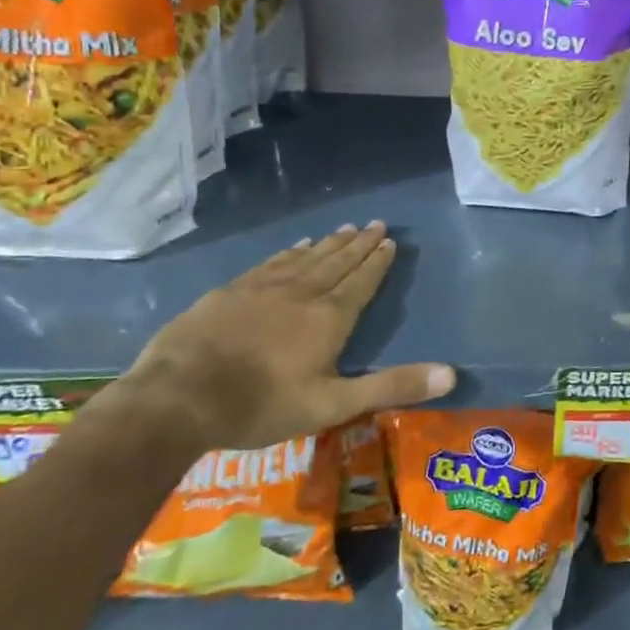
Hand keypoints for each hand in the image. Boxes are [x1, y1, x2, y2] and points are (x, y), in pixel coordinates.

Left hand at [124, 221, 455, 451]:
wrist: (178, 398)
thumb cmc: (262, 405)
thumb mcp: (334, 404)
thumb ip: (392, 387)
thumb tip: (451, 375)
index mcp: (329, 318)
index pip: (361, 281)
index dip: (377, 262)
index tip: (389, 241)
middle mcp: (301, 293)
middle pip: (337, 262)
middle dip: (359, 244)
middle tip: (375, 223)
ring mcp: (263, 288)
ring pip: (306, 257)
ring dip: (329, 243)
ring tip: (345, 228)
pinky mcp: (231, 292)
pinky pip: (272, 262)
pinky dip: (291, 251)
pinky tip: (296, 245)